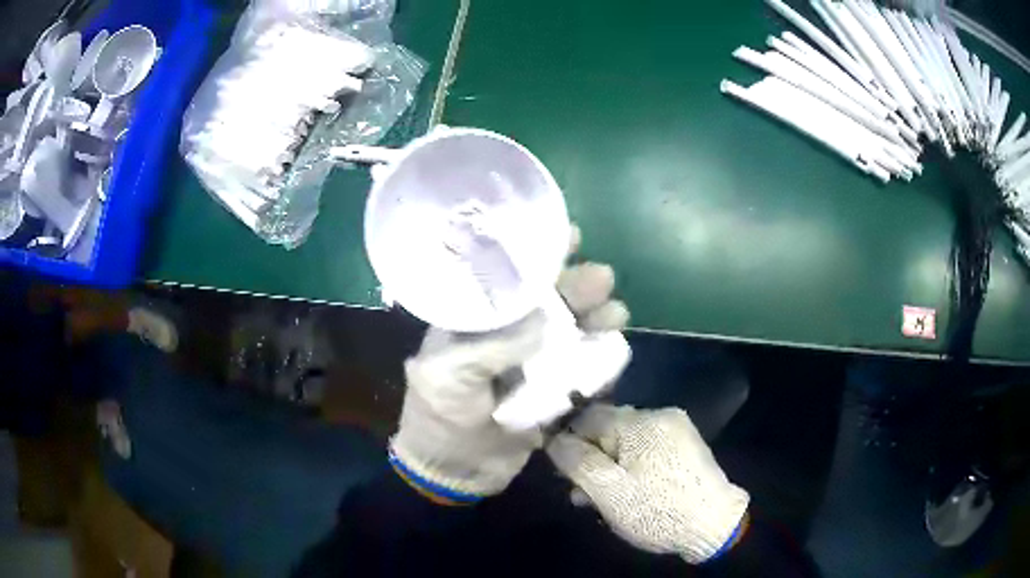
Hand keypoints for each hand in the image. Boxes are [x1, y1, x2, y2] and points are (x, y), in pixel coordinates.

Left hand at [389, 244, 629, 503]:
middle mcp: (507, 334)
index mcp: (475, 321)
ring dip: (595, 316)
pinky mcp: (554, 388)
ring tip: (614, 312)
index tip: (567, 236)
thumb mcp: (449, 376)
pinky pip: (582, 364)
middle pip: (548, 300)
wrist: (456, 472)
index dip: (537, 256)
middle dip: (576, 285)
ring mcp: (533, 362)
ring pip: (571, 329)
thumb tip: (543, 320)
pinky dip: (600, 352)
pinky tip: (614, 344)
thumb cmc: (439, 419)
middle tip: (601, 279)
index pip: (509, 278)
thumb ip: (491, 346)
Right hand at [547, 405, 749, 563]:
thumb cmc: (657, 509)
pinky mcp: (685, 447)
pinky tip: (626, 492)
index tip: (559, 468)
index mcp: (640, 421)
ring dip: (608, 467)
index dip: (567, 440)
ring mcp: (676, 430)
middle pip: (608, 430)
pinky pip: (646, 450)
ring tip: (599, 500)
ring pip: (626, 443)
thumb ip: (576, 461)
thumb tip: (554, 438)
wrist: (714, 525)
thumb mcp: (608, 491)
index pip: (588, 416)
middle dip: (590, 459)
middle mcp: (660, 416)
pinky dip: (630, 468)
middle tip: (579, 493)